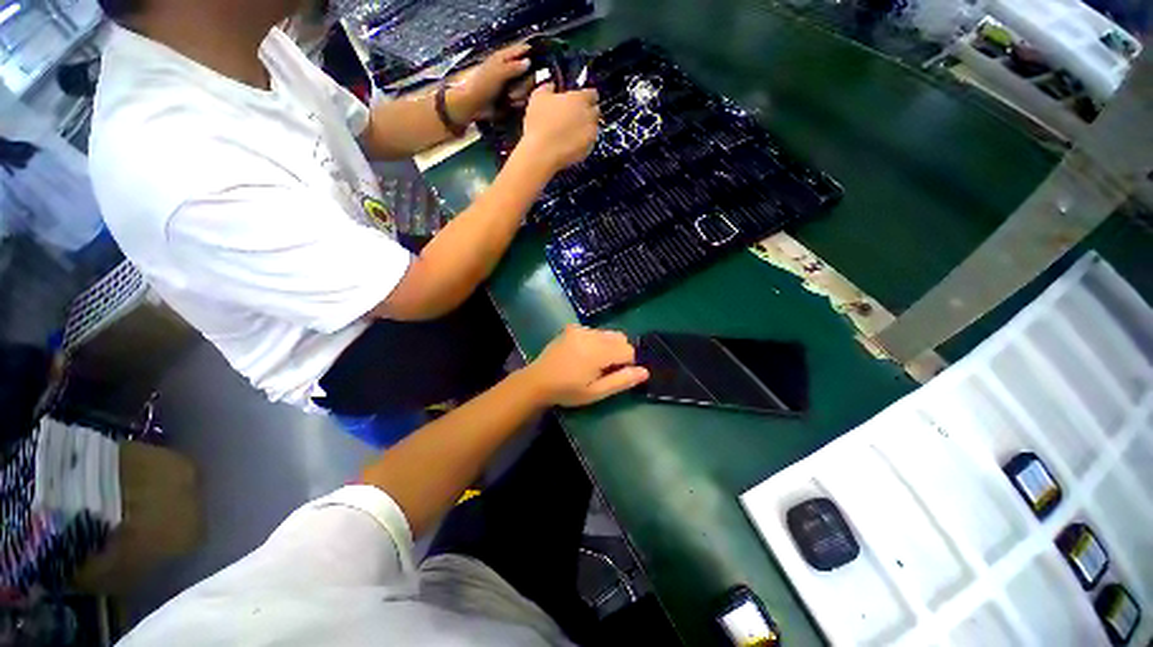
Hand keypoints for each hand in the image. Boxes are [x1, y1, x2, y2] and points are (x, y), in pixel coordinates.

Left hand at [454, 44, 532, 120]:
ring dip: (520, 94)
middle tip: (516, 90)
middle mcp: (510, 68)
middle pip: (528, 71)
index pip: (521, 49)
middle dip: (525, 83)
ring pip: (526, 86)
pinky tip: (512, 104)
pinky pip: (523, 97)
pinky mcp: (512, 96)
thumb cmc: (482, 86)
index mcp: (504, 57)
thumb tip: (529, 62)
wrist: (474, 106)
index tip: (538, 63)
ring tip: (511, 99)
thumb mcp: (498, 73)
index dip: (530, 53)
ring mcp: (512, 83)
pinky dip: (519, 101)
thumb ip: (513, 67)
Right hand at [518, 85, 599, 172]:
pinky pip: (589, 143)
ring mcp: (590, 135)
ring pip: (594, 128)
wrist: (542, 153)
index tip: (579, 98)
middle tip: (575, 114)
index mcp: (580, 99)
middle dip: (588, 111)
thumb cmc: (539, 122)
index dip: (586, 95)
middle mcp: (589, 116)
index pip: (592, 93)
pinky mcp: (588, 150)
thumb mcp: (538, 97)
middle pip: (596, 110)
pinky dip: (583, 141)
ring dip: (587, 127)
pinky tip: (572, 143)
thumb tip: (552, 86)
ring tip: (573, 130)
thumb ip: (548, 87)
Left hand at [524, 325, 649, 407]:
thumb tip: (645, 372)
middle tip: (604, 369)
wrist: (537, 381)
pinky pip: (594, 331)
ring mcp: (580, 329)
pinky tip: (583, 354)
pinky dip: (596, 341)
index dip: (626, 364)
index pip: (628, 350)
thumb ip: (621, 381)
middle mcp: (591, 335)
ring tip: (593, 362)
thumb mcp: (596, 392)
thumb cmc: (567, 391)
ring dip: (608, 346)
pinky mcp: (572, 328)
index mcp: (598, 351)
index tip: (613, 375)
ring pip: (608, 333)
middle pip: (620, 338)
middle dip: (619, 353)